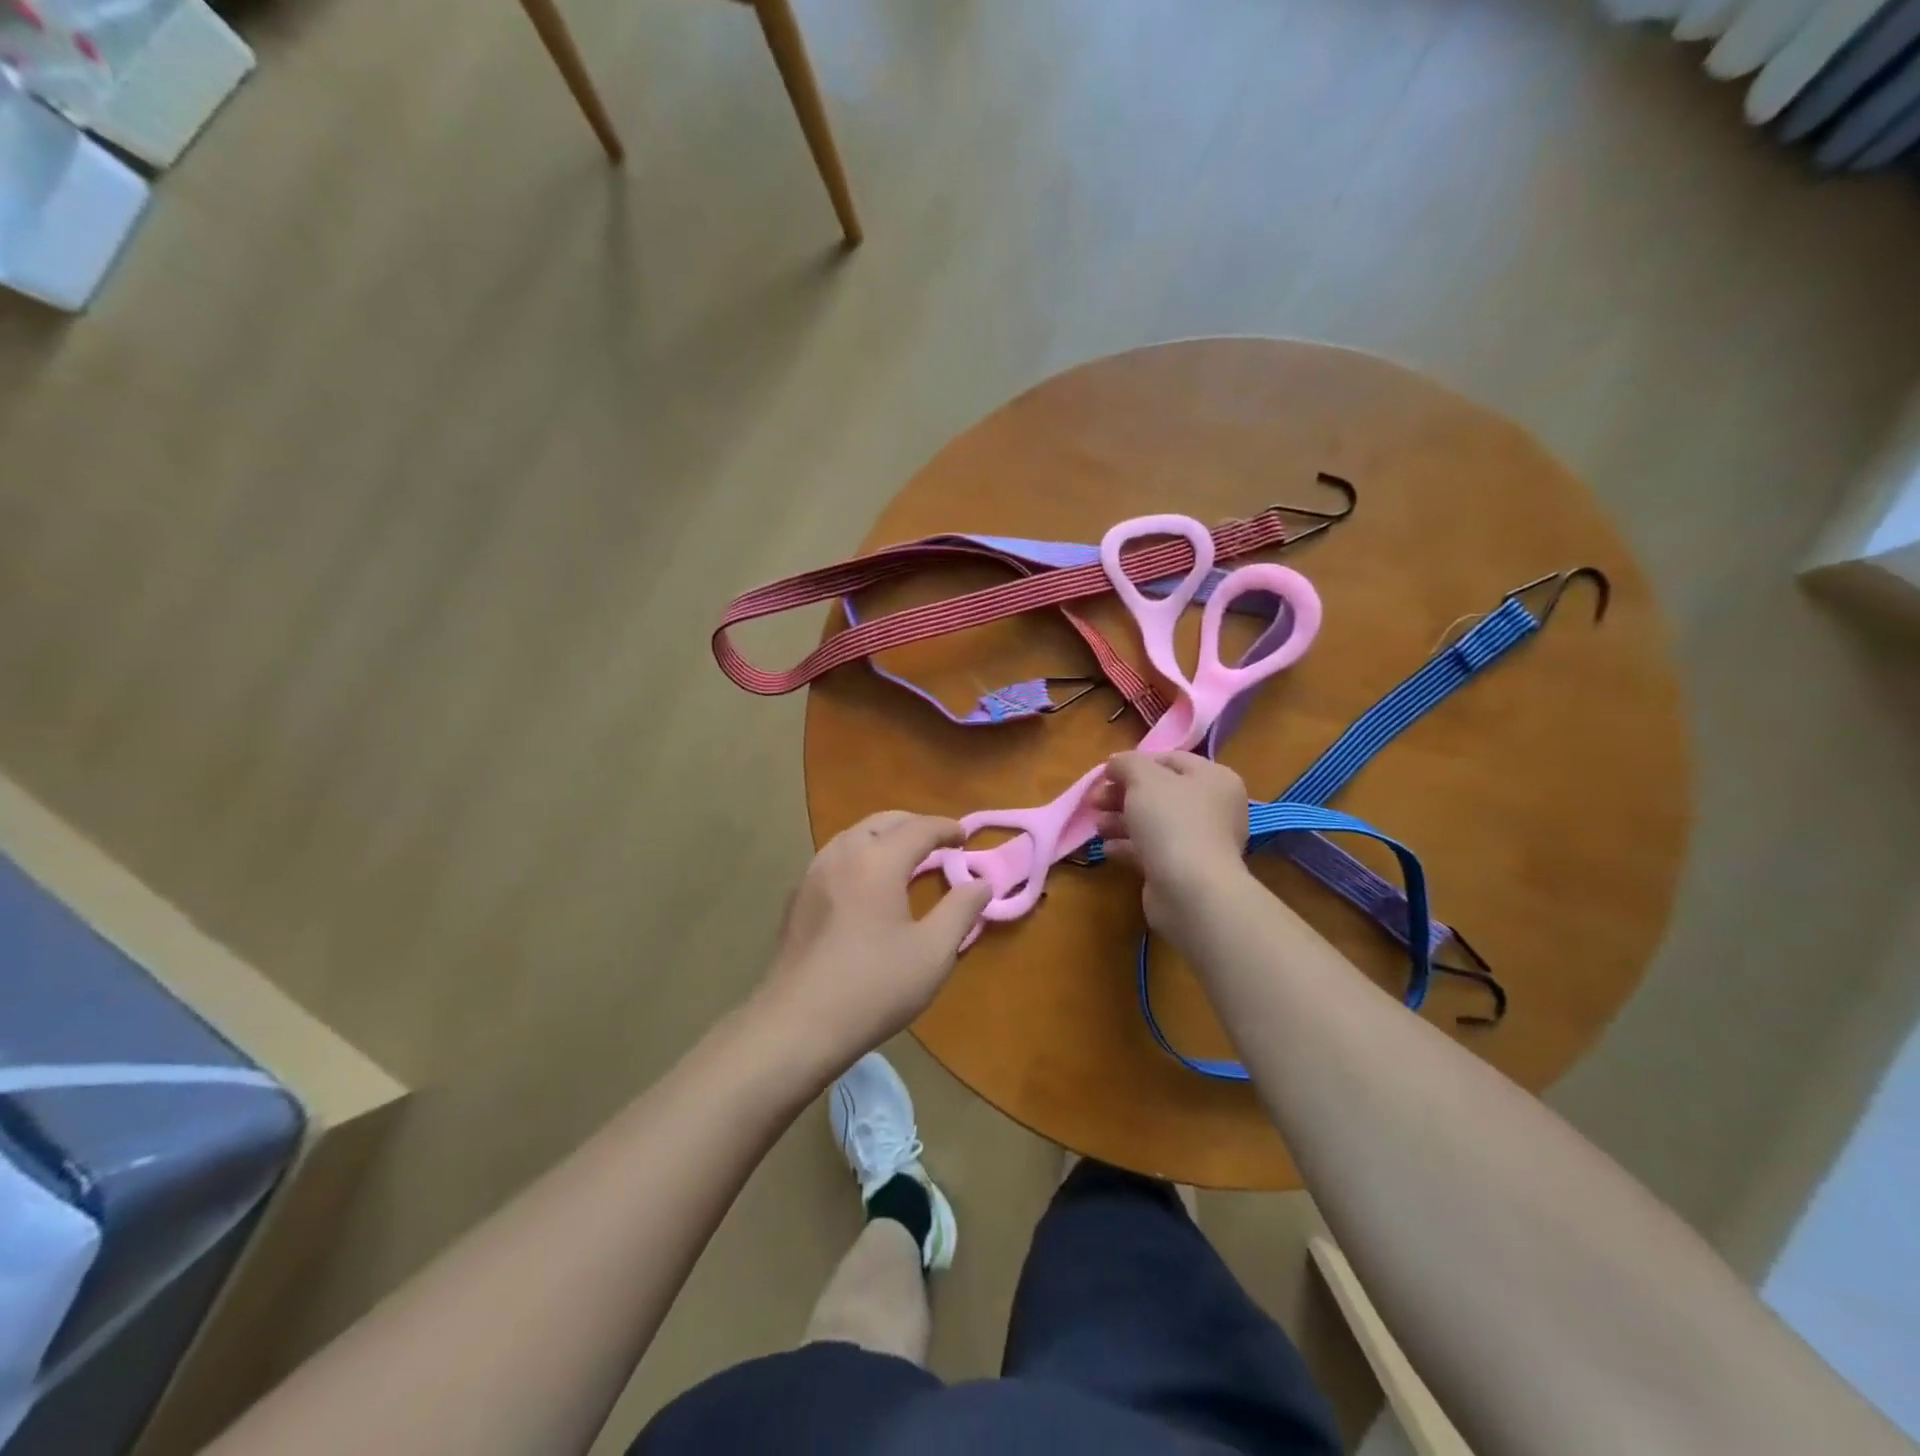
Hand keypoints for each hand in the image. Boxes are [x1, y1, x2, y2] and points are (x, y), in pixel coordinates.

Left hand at [757, 811, 991, 1072]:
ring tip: (906, 859)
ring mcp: (813, 874)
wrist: (797, 1025)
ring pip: (854, 836)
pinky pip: (835, 858)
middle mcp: (842, 854)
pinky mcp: (797, 898)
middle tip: (939, 843)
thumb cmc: (874, 986)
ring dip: (884, 838)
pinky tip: (868, 885)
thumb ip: (961, 910)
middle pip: (882, 822)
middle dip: (914, 826)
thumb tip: (981, 883)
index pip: (919, 828)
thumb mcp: (933, 952)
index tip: (966, 837)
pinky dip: (860, 856)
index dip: (947, 828)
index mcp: (877, 860)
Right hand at [1090, 751, 1250, 937]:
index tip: (1105, 774)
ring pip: (1154, 823)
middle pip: (1159, 793)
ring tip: (1098, 826)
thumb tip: (1116, 763)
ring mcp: (1200, 842)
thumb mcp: (1143, 778)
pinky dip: (1128, 847)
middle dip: (1122, 795)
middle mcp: (1213, 808)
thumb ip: (1127, 763)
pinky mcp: (1184, 871)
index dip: (1135, 763)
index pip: (1170, 760)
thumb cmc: (1171, 821)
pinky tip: (1107, 849)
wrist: (1189, 890)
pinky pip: (1152, 851)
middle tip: (1094, 801)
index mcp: (1214, 779)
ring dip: (1121, 821)